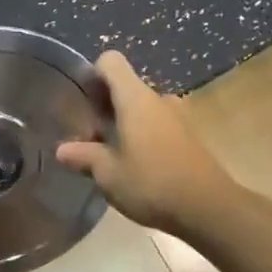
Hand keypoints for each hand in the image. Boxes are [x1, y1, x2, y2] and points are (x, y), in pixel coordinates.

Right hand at [56, 52, 231, 233]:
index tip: (82, 103)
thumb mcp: (107, 173)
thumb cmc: (152, 183)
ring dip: (123, 126)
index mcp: (135, 98)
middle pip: (124, 88)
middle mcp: (158, 99)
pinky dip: (142, 138)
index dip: (92, 75)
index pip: (110, 61)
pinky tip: (136, 169)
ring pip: (141, 110)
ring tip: (110, 158)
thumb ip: (82, 156)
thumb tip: (62, 150)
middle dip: (103, 109)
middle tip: (89, 141)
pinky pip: (157, 126)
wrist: (209, 209)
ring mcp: (177, 117)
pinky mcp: (189, 137)